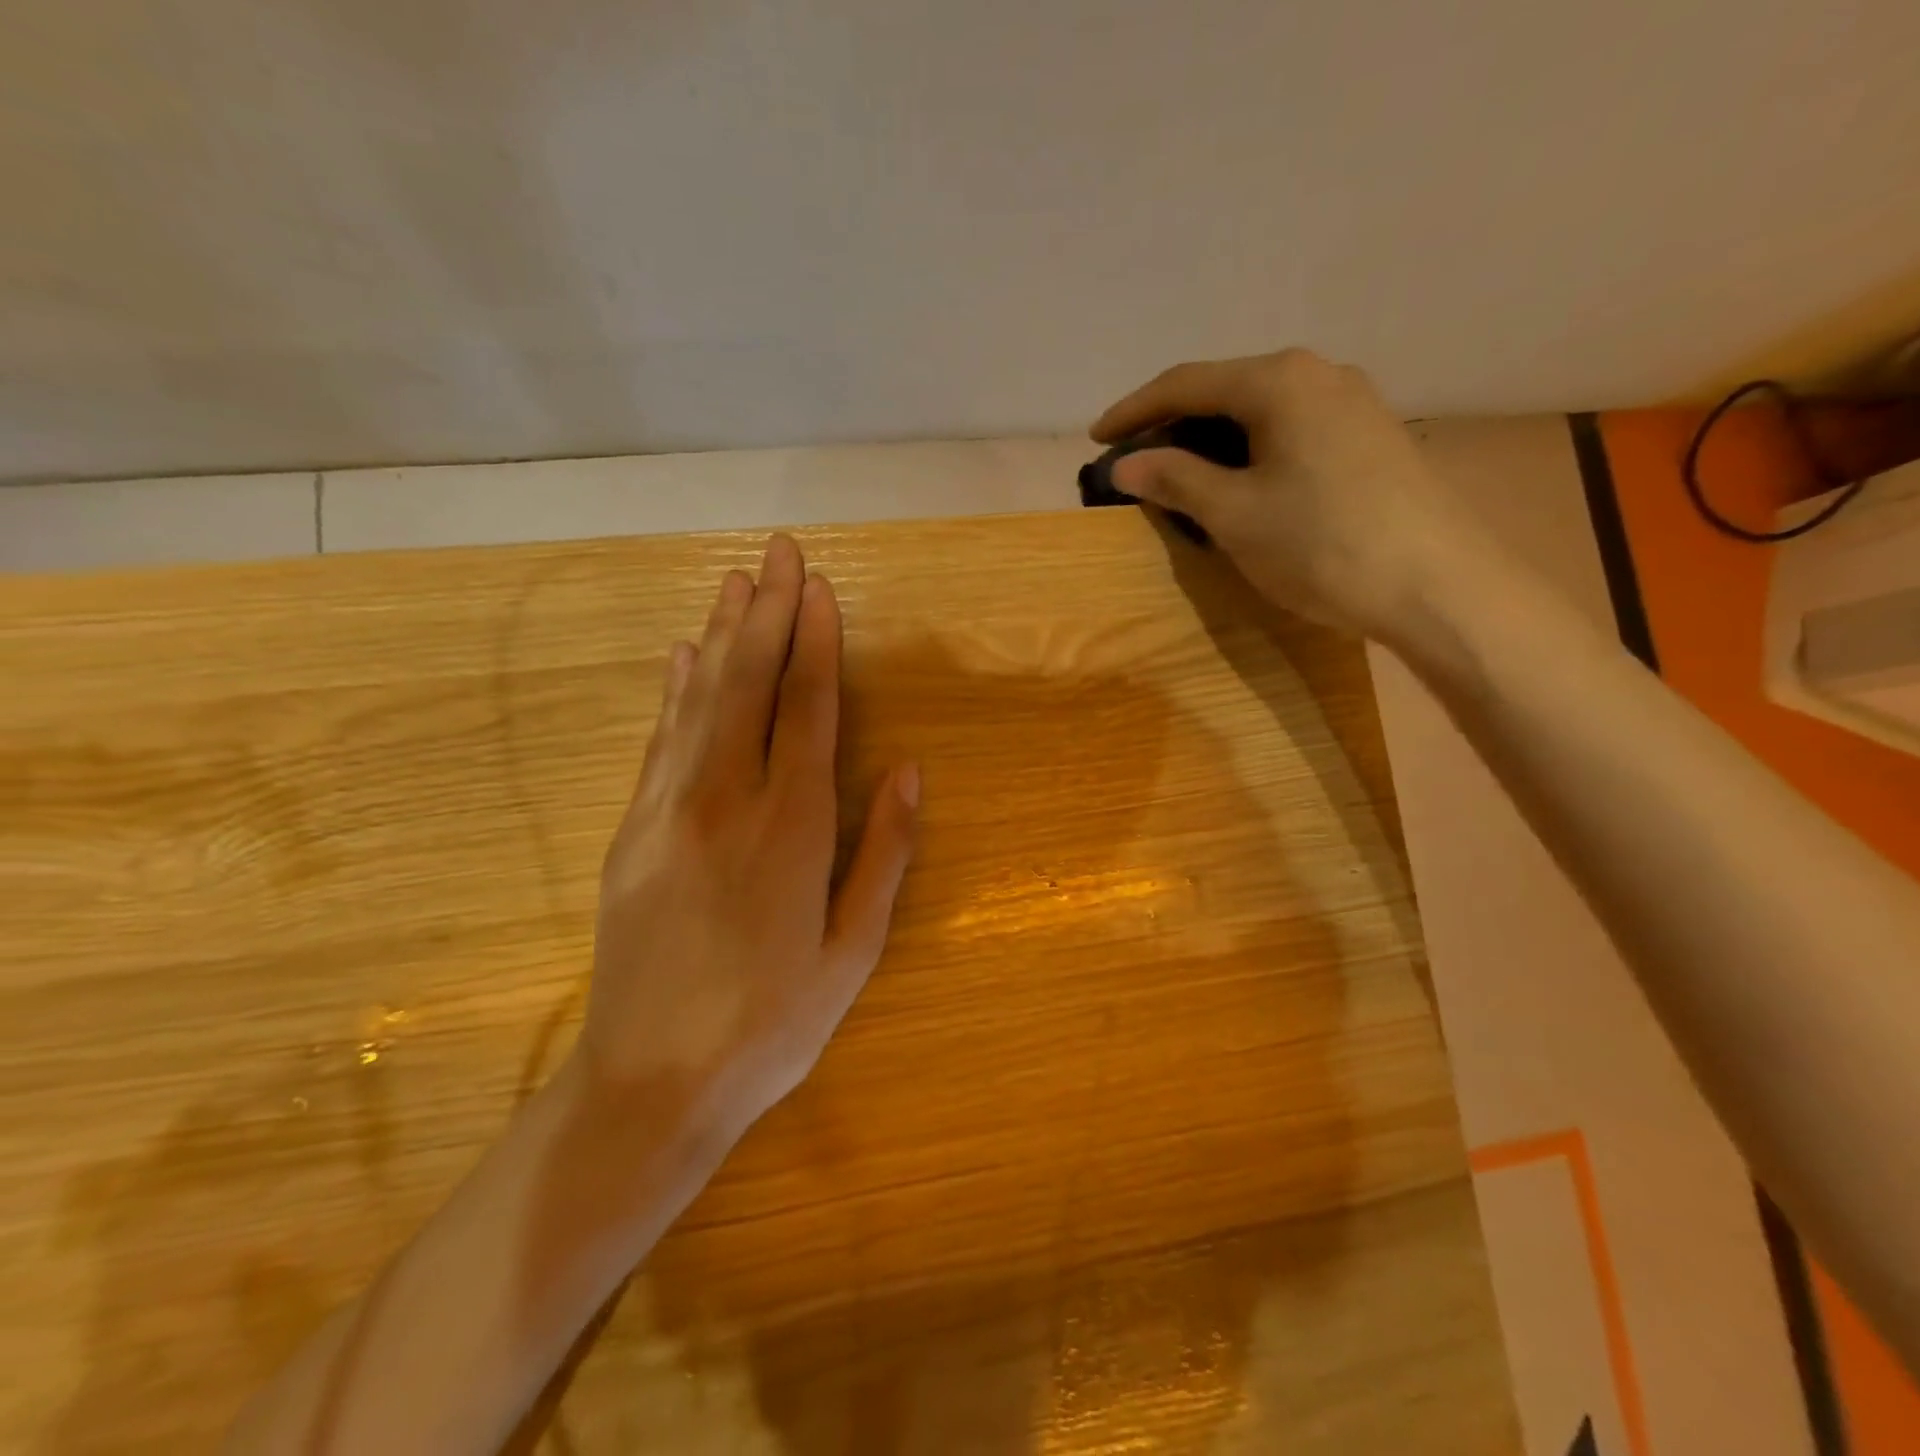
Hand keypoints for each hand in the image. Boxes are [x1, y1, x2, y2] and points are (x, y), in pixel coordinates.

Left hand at [576, 534, 918, 1142]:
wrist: (649, 1084)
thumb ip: (883, 852)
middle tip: (779, 551)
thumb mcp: (852, 950)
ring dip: (720, 634)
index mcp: (790, 828)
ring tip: (736, 581)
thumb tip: (907, 769)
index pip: (806, 708)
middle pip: (747, 684)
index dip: (815, 642)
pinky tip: (680, 656)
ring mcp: (667, 811)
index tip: (820, 589)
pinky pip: (659, 740)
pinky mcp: (631, 831)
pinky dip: (674, 690)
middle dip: (767, 612)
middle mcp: (724, 801)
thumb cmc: (771, 1024)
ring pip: (697, 700)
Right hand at [1093, 349, 1496, 640]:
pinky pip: (1290, 429)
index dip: (1133, 411)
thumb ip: (1175, 479)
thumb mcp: (1234, 514)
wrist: (1436, 584)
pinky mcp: (1370, 436)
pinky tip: (1240, 482)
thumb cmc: (1321, 544)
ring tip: (1179, 476)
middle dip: (1172, 425)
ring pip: (1260, 411)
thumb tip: (1125, 464)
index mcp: (1278, 381)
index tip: (1096, 440)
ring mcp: (1352, 402)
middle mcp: (1318, 373)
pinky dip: (1250, 450)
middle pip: (1225, 390)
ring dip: (1211, 440)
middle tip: (1135, 464)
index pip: (1185, 383)